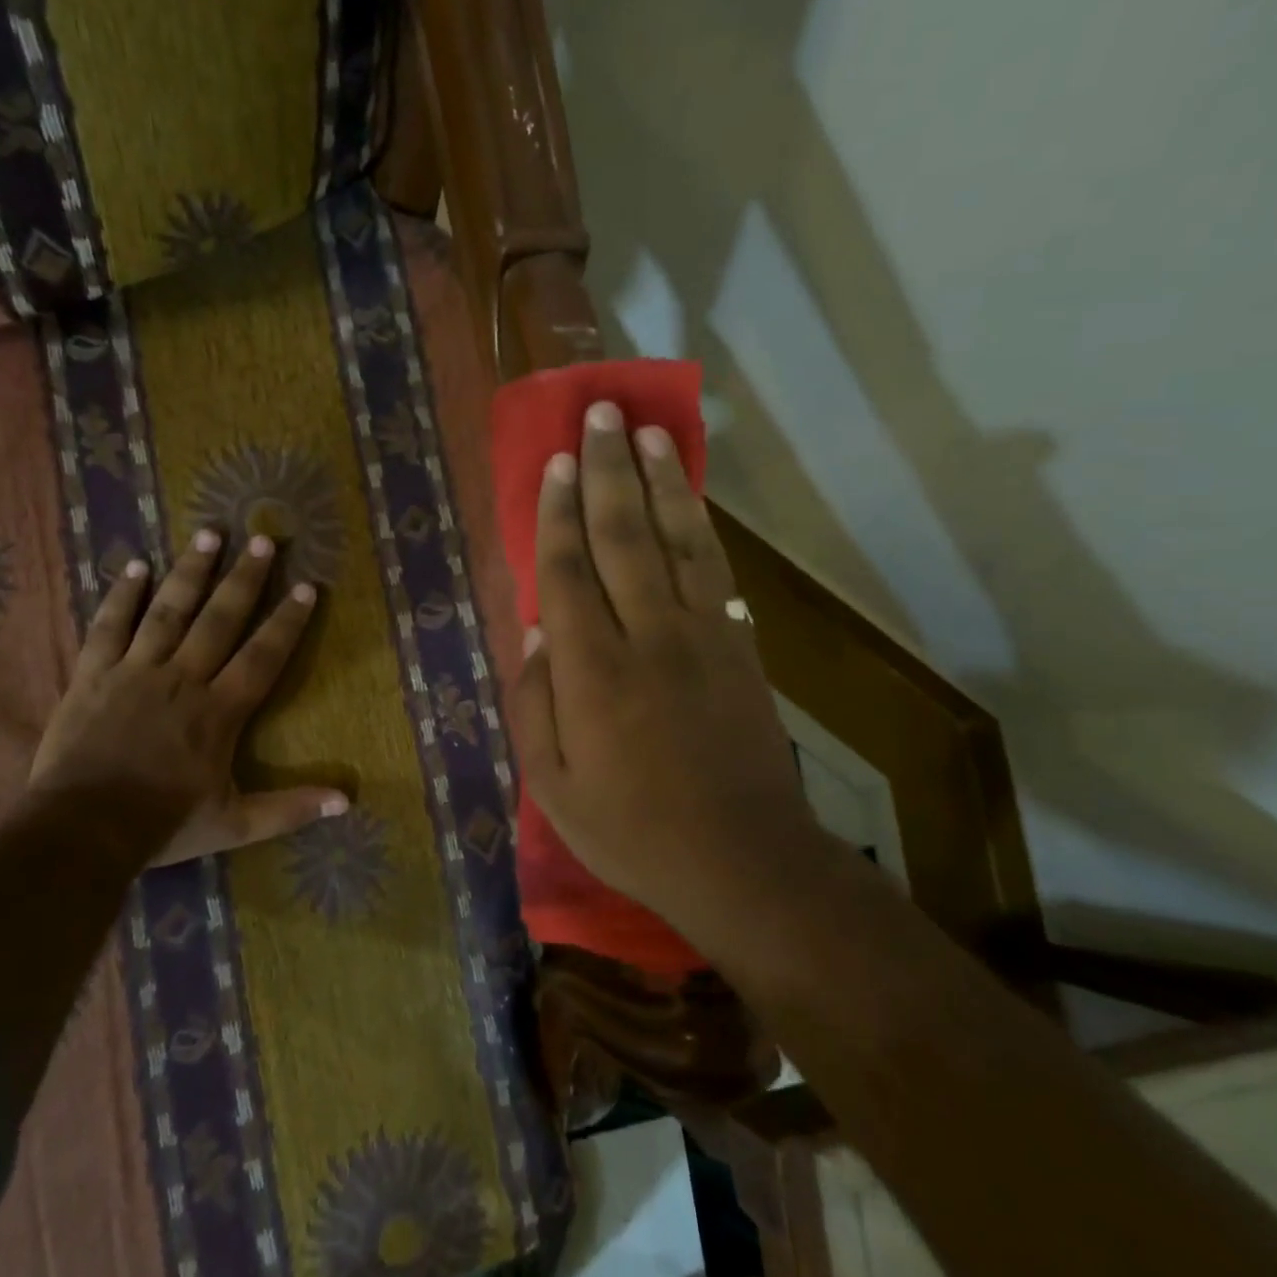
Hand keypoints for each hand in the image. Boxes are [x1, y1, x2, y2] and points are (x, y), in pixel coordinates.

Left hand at [29, 530, 347, 866]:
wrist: (82, 830)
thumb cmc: (164, 824)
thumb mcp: (235, 824)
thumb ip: (290, 809)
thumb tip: (346, 801)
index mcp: (219, 711)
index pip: (263, 656)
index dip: (287, 622)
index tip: (307, 587)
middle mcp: (183, 678)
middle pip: (220, 619)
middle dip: (244, 579)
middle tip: (262, 539)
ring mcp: (136, 671)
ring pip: (169, 610)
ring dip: (191, 571)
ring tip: (209, 533)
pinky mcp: (94, 675)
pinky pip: (109, 626)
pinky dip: (123, 595)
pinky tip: (136, 566)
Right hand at [509, 401, 823, 928]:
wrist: (741, 860)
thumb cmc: (631, 830)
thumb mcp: (553, 786)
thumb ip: (535, 705)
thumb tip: (535, 634)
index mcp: (592, 673)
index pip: (567, 573)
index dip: (558, 514)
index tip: (556, 464)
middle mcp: (647, 637)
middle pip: (623, 537)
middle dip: (608, 471)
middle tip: (599, 415)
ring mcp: (702, 637)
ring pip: (676, 541)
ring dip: (660, 482)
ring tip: (647, 433)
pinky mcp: (740, 648)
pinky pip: (717, 573)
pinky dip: (701, 529)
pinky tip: (690, 501)